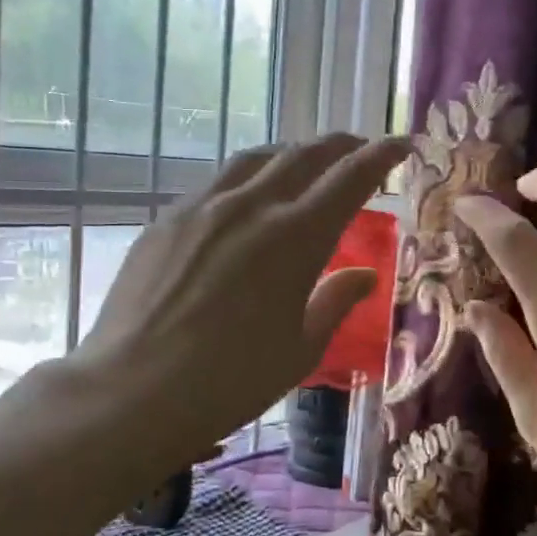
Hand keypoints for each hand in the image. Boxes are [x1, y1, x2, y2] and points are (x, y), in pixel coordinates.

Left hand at [65, 134, 408, 470]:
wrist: (133, 391)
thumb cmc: (232, 380)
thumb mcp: (301, 348)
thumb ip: (335, 301)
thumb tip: (365, 276)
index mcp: (297, 237)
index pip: (350, 177)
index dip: (382, 155)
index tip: (403, 144)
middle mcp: (252, 206)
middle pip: (305, 155)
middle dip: (342, 146)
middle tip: (361, 149)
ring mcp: (204, 207)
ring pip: (257, 159)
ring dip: (292, 154)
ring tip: (306, 165)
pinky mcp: (168, 220)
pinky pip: (218, 182)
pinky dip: (248, 179)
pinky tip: (246, 202)